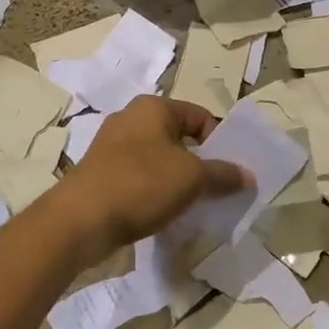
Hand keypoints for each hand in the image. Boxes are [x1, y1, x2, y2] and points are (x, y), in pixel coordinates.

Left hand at [56, 96, 248, 255]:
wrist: (80, 221)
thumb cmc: (141, 185)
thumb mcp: (192, 178)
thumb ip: (223, 174)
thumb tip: (248, 175)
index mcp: (153, 108)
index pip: (200, 116)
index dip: (219, 142)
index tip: (230, 172)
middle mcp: (130, 119)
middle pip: (179, 138)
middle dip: (199, 163)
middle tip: (216, 190)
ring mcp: (111, 147)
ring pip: (158, 159)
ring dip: (177, 180)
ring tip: (192, 205)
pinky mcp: (100, 174)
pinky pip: (139, 178)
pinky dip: (154, 192)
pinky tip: (163, 213)